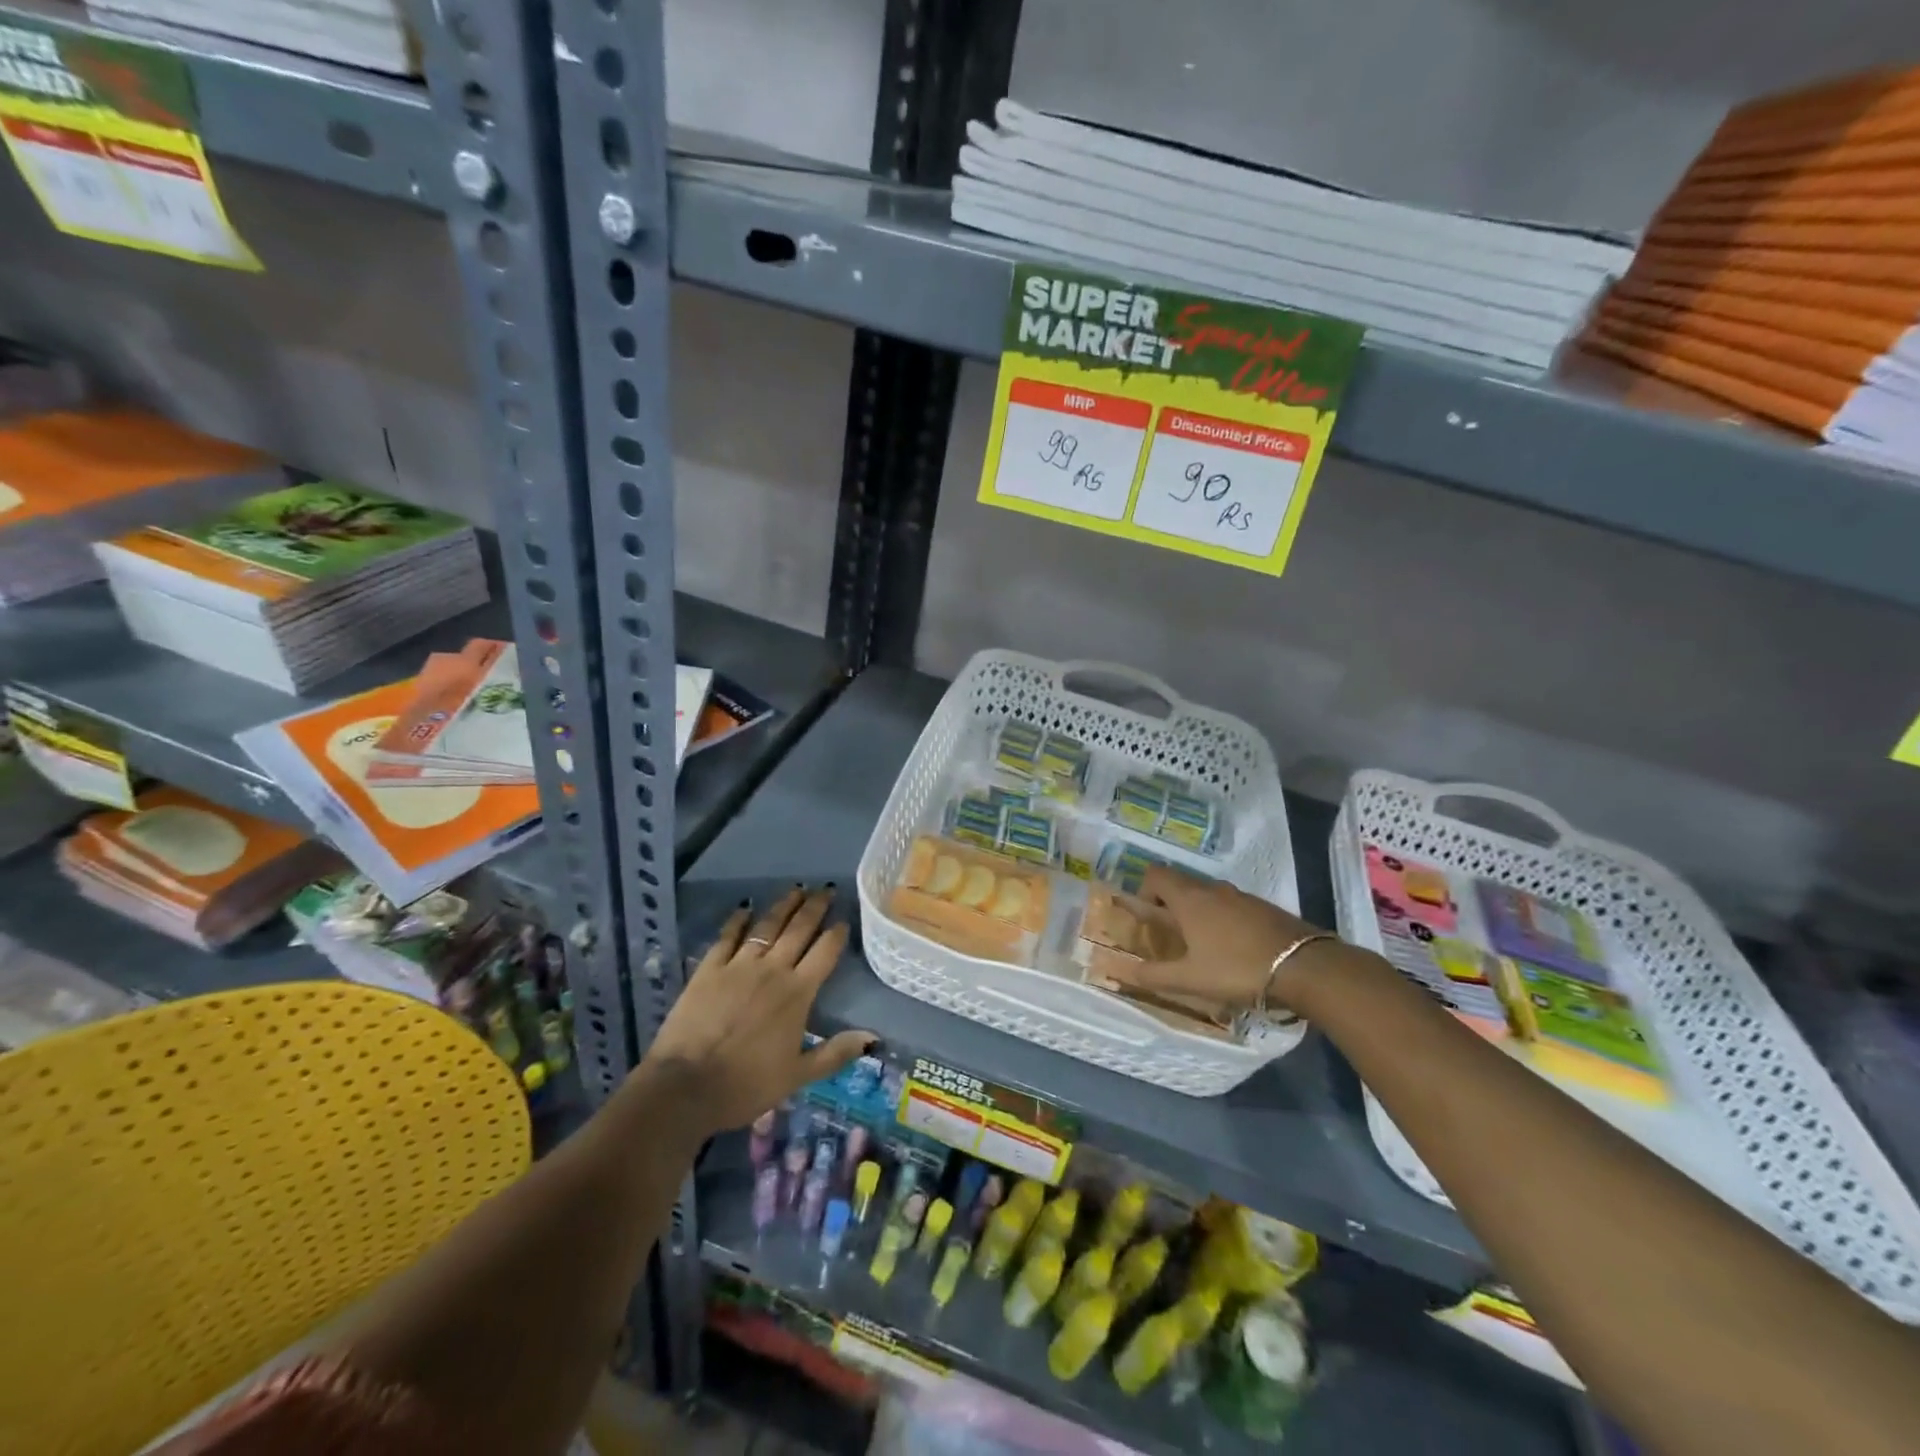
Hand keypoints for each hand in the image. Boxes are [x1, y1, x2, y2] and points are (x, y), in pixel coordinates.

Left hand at [643, 887, 875, 1135]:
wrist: (686, 1086)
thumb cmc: (746, 1084)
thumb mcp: (798, 1075)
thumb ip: (835, 1053)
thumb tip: (873, 1037)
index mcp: (798, 993)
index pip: (825, 952)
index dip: (837, 934)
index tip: (844, 920)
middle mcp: (773, 970)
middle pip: (799, 929)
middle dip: (815, 907)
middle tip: (826, 889)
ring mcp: (739, 965)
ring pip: (767, 926)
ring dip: (784, 905)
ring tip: (797, 889)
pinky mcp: (709, 969)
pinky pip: (727, 936)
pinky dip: (738, 920)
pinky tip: (745, 908)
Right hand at [1129, 865, 1336, 1012]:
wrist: (1305, 967)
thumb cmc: (1237, 969)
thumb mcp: (1190, 979)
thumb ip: (1154, 975)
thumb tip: (1123, 971)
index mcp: (1189, 899)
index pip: (1155, 874)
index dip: (1144, 891)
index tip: (1149, 919)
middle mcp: (1212, 889)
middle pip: (1180, 883)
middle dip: (1170, 905)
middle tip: (1172, 938)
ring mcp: (1241, 896)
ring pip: (1208, 895)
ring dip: (1198, 913)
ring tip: (1203, 947)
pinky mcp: (1264, 907)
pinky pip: (1232, 905)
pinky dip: (1223, 920)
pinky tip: (1234, 950)